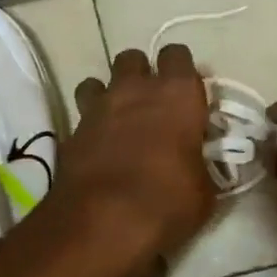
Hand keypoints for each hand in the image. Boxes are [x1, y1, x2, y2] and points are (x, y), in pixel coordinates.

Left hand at [63, 46, 216, 276]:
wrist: (102, 222)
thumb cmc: (166, 202)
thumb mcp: (203, 190)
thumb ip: (200, 163)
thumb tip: (196, 162)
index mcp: (177, 94)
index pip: (178, 55)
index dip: (181, 71)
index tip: (186, 94)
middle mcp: (136, 89)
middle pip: (134, 58)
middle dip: (141, 74)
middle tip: (151, 103)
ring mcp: (99, 105)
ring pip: (100, 78)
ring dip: (110, 93)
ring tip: (119, 119)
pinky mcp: (73, 128)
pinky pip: (82, 111)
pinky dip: (90, 122)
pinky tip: (98, 144)